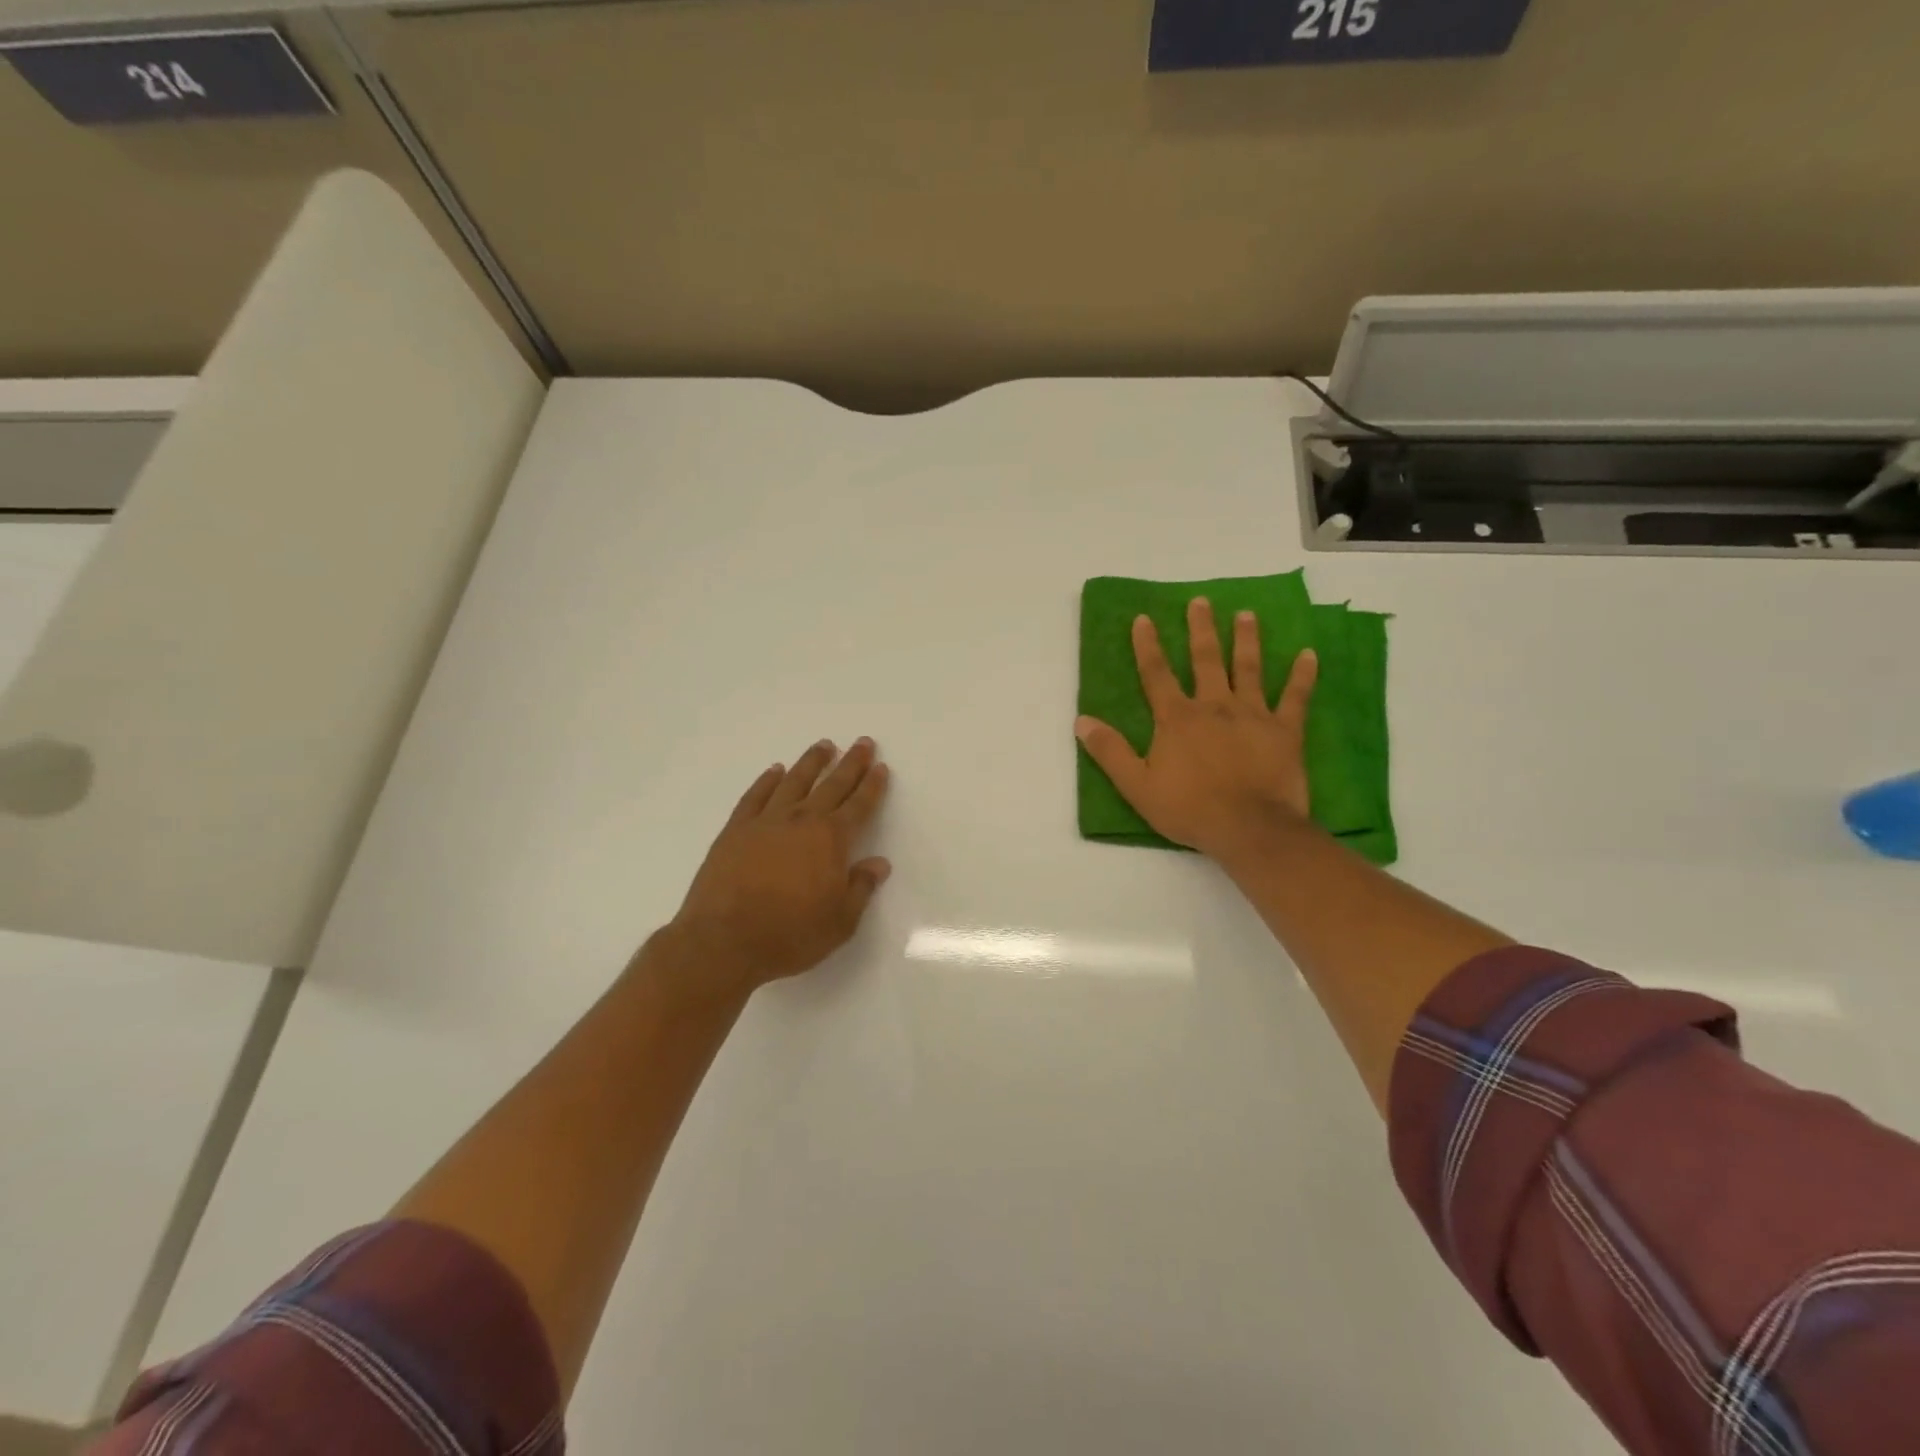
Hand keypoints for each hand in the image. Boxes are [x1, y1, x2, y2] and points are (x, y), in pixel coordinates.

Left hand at [660, 739, 891, 997]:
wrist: (723, 942)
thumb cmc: (789, 935)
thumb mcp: (839, 922)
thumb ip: (860, 888)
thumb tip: (879, 864)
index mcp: (831, 839)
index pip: (859, 805)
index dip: (872, 786)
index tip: (880, 767)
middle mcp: (801, 820)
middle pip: (831, 784)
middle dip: (850, 763)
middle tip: (862, 743)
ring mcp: (765, 822)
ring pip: (794, 781)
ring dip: (811, 762)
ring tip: (824, 746)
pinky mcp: (735, 830)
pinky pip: (756, 796)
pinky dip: (767, 781)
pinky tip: (775, 771)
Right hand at [1076, 598, 1317, 862]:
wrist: (1248, 829)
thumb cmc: (1189, 809)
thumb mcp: (1137, 785)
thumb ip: (1109, 751)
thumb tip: (1081, 720)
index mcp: (1177, 718)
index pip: (1156, 673)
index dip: (1148, 645)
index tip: (1144, 618)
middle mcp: (1214, 706)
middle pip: (1205, 660)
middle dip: (1201, 629)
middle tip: (1201, 602)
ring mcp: (1252, 715)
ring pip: (1248, 669)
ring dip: (1246, 640)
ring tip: (1246, 614)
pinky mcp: (1284, 730)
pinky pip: (1295, 697)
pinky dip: (1302, 676)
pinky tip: (1309, 655)